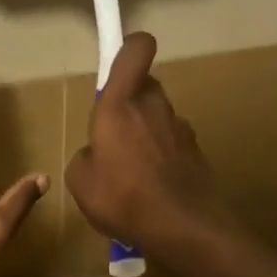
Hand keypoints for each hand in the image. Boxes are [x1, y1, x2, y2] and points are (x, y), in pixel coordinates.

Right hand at [65, 33, 229, 255]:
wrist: (184, 228)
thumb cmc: (122, 196)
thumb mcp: (80, 180)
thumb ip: (85, 155)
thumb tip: (97, 153)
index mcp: (121, 103)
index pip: (135, 50)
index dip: (128, 47)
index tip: (118, 61)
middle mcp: (154, 106)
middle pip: (144, 87)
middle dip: (129, 103)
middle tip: (112, 137)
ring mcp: (180, 129)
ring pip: (158, 117)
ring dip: (145, 132)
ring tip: (131, 172)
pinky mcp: (196, 153)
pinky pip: (171, 145)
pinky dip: (161, 158)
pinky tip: (151, 189)